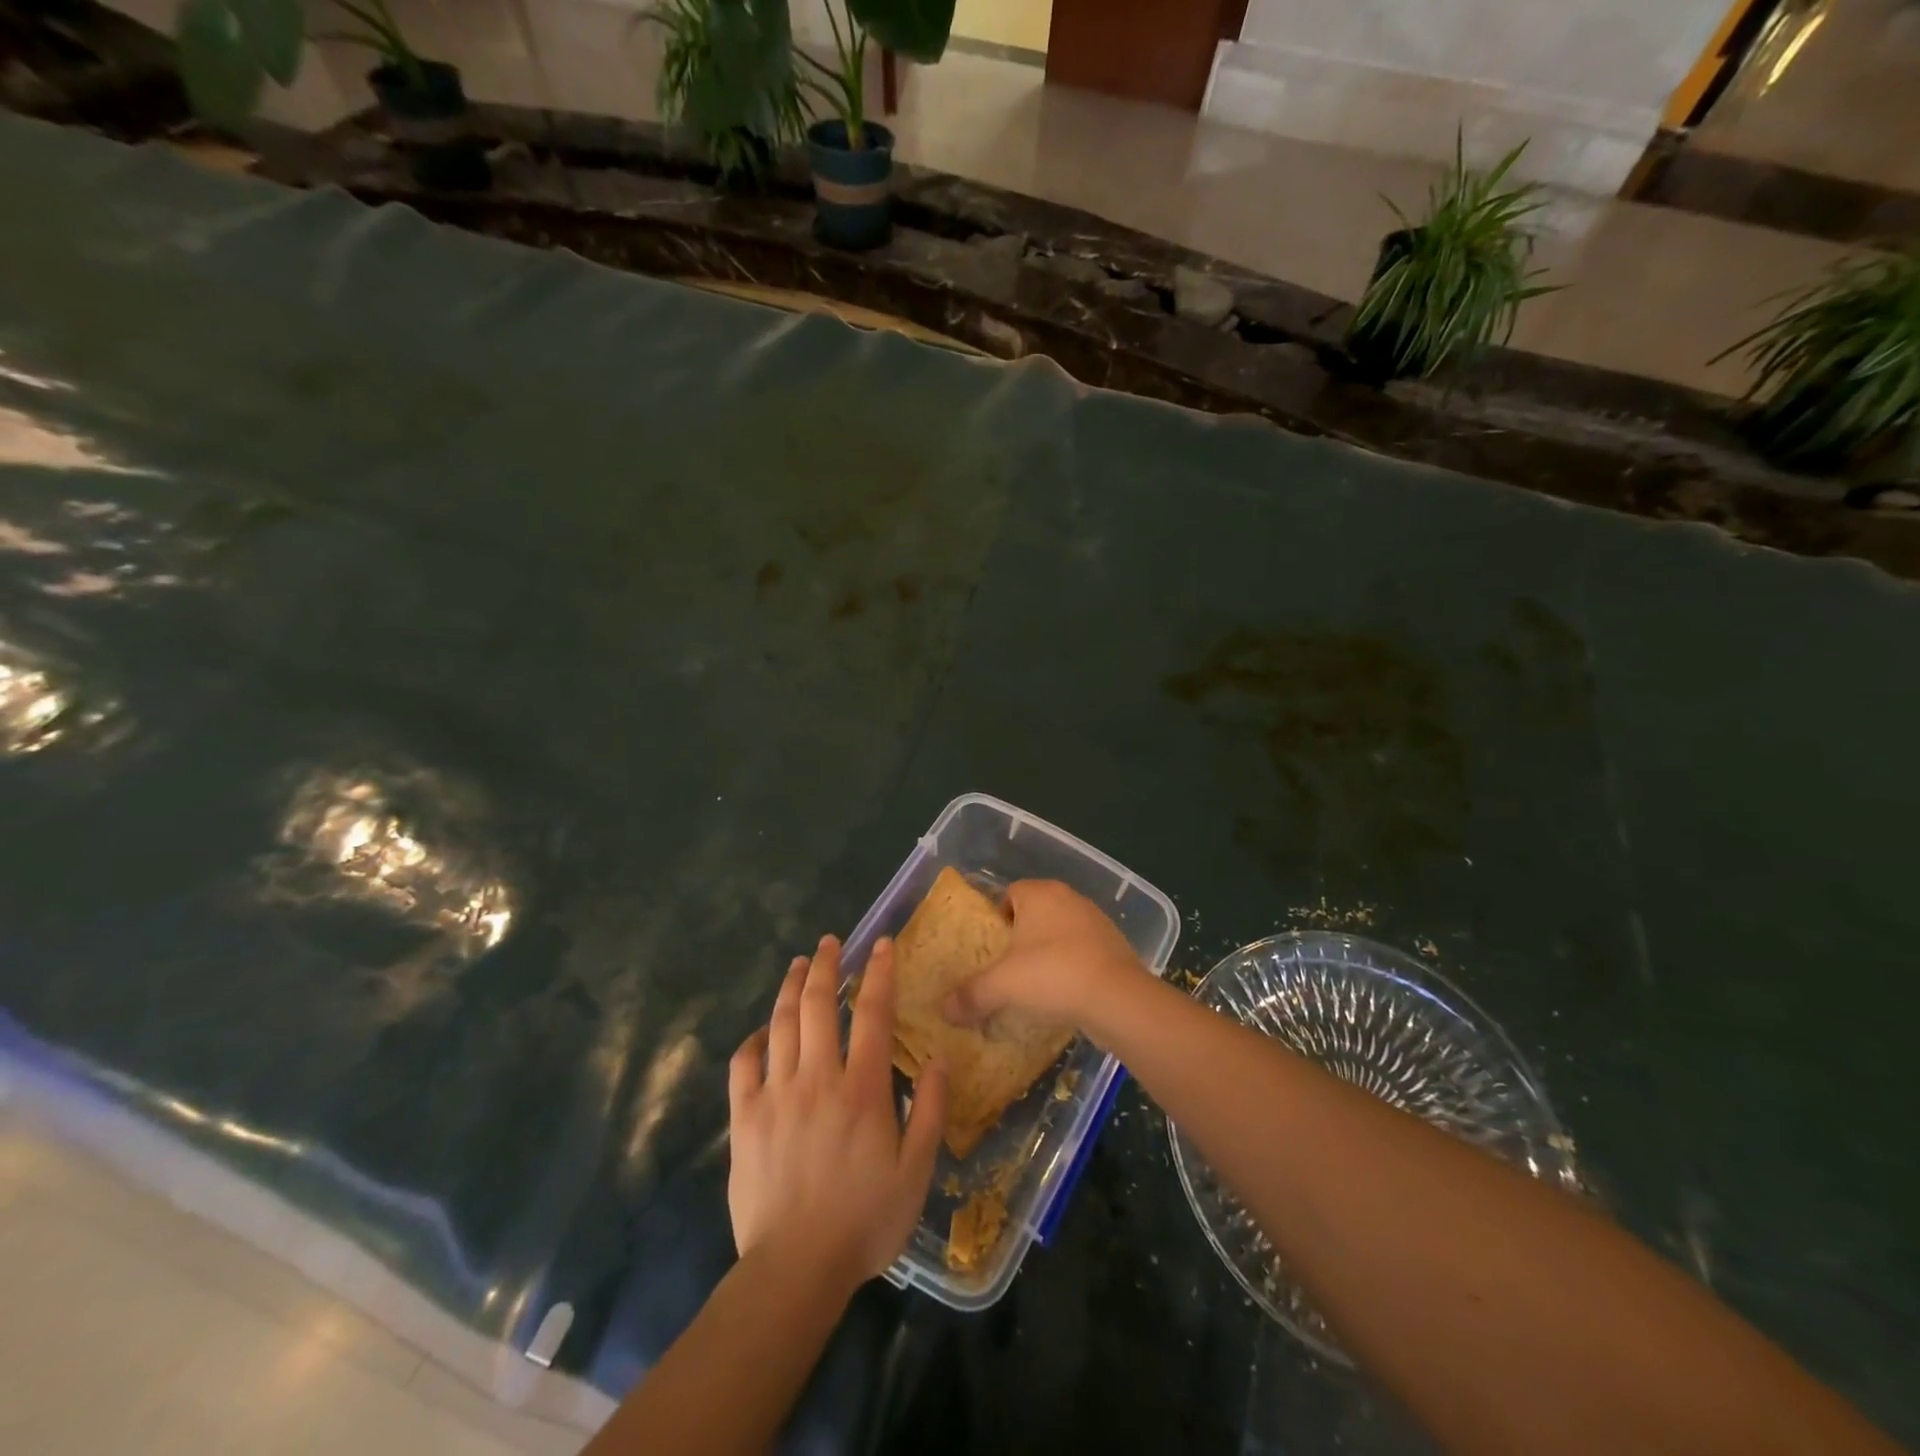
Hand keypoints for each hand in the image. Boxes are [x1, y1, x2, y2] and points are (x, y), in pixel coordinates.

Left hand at [728, 934, 948, 1293]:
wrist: (794, 1269)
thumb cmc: (864, 1221)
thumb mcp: (916, 1172)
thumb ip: (931, 1111)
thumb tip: (941, 1058)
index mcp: (862, 1088)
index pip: (873, 1013)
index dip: (878, 972)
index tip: (880, 944)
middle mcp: (818, 1078)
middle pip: (818, 1004)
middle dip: (824, 965)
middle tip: (828, 942)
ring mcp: (776, 1094)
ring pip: (781, 1024)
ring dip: (790, 987)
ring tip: (797, 964)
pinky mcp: (744, 1117)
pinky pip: (743, 1064)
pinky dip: (753, 1039)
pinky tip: (762, 1031)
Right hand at [942, 879, 1149, 1031]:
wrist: (1119, 999)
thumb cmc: (1053, 975)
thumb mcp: (1002, 985)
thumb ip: (970, 994)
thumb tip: (943, 1010)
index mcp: (1040, 893)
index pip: (1010, 893)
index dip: (996, 918)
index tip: (989, 948)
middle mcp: (1069, 898)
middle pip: (1035, 912)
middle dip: (1020, 937)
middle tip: (1006, 968)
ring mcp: (1096, 921)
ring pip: (1060, 932)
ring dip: (1047, 952)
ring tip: (1034, 985)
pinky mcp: (1115, 946)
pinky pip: (1082, 951)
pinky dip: (1071, 967)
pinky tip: (1063, 994)